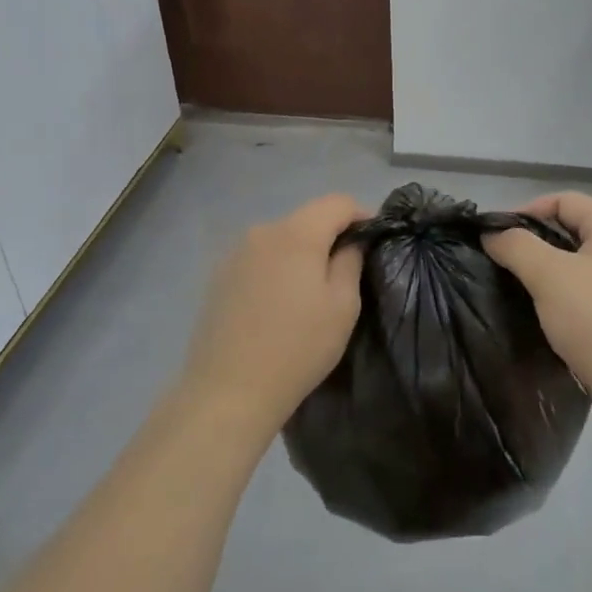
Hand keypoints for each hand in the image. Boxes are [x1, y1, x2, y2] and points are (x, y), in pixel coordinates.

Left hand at [180, 194, 367, 435]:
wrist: (228, 389)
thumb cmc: (298, 347)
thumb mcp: (342, 306)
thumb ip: (350, 261)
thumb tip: (350, 242)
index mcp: (296, 233)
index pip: (336, 202)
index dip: (361, 214)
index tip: (373, 240)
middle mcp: (262, 231)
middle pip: (306, 218)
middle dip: (329, 236)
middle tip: (345, 271)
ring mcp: (235, 252)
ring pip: (281, 238)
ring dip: (301, 253)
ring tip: (310, 291)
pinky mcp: (219, 275)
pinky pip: (259, 258)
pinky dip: (276, 268)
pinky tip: (278, 303)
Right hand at [483, 192, 591, 448]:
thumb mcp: (550, 275)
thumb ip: (516, 246)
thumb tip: (491, 234)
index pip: (564, 201)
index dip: (527, 210)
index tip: (496, 235)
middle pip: (569, 233)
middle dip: (532, 244)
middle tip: (499, 264)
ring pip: (575, 269)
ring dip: (543, 276)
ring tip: (512, 291)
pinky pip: (583, 300)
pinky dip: (559, 303)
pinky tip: (538, 319)